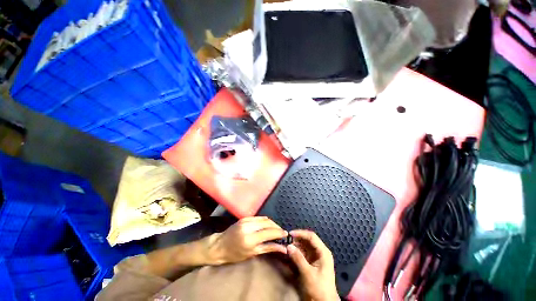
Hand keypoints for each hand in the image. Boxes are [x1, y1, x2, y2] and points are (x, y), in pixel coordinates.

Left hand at [209, 216, 287, 264]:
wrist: (220, 246)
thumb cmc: (235, 254)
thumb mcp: (252, 254)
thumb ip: (268, 248)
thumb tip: (283, 248)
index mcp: (250, 239)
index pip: (269, 232)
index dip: (279, 233)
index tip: (286, 235)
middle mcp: (249, 227)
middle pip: (268, 223)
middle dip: (277, 227)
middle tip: (281, 233)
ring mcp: (246, 220)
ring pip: (264, 219)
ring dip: (272, 223)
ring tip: (276, 229)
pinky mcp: (244, 217)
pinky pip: (258, 217)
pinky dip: (265, 220)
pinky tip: (268, 225)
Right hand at [287, 230, 338, 300]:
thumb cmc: (319, 288)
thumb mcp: (308, 273)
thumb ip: (298, 258)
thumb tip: (288, 246)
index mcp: (323, 252)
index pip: (311, 236)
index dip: (300, 233)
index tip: (290, 234)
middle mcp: (320, 252)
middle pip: (307, 240)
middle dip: (296, 240)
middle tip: (286, 241)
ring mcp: (316, 257)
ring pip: (304, 246)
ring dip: (295, 246)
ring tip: (286, 246)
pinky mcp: (312, 262)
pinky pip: (303, 253)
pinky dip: (296, 252)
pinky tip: (289, 253)